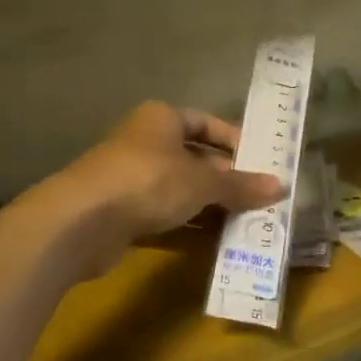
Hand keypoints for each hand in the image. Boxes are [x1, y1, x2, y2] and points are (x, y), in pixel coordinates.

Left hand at [45, 102, 284, 273]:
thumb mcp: (202, 182)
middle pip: (196, 158)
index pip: (207, 123)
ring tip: (247, 222)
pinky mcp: (122, 213)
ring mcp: (131, 179)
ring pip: (181, 189)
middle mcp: (145, 143)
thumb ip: (240, 185)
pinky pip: (165, 215)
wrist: (80, 222)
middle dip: (227, 179)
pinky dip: (189, 226)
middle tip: (261, 198)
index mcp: (162, 119)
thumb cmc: (148, 182)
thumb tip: (280, 186)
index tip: (262, 162)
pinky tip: (216, 242)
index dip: (235, 141)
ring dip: (210, 206)